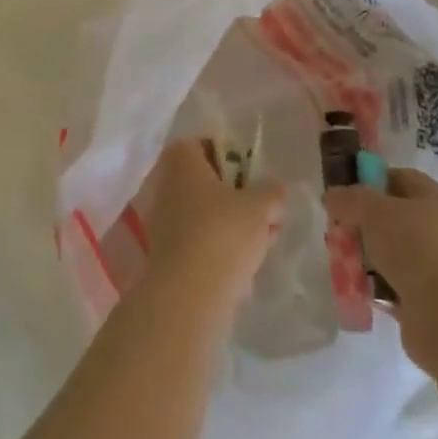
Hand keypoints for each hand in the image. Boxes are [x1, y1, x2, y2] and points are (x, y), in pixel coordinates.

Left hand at [140, 139, 285, 319]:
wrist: (188, 294)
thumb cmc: (223, 232)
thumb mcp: (260, 207)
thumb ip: (271, 193)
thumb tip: (275, 189)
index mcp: (182, 161)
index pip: (200, 144)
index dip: (226, 154)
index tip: (249, 172)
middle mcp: (165, 184)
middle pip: (203, 180)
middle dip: (233, 192)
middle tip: (260, 207)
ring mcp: (162, 220)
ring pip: (202, 211)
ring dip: (229, 220)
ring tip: (262, 237)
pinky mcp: (165, 253)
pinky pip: (197, 238)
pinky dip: (218, 243)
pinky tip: (245, 260)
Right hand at [326, 167, 437, 373]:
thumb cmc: (415, 247)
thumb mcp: (372, 210)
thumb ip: (348, 198)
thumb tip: (333, 197)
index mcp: (432, 197)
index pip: (397, 178)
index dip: (368, 181)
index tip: (341, 195)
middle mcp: (436, 228)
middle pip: (389, 218)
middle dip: (360, 224)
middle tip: (335, 232)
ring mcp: (433, 266)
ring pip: (388, 253)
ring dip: (364, 258)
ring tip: (341, 264)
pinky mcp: (426, 300)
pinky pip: (391, 286)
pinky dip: (374, 287)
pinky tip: (356, 289)